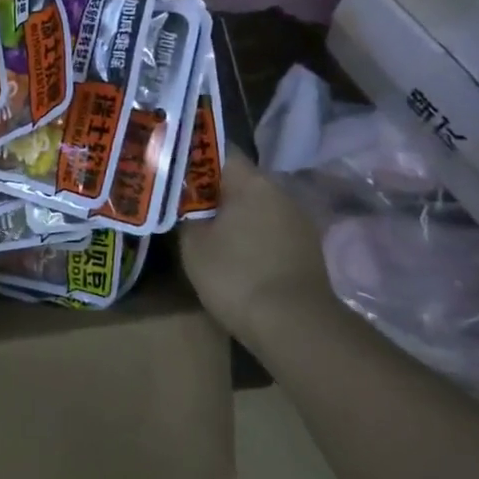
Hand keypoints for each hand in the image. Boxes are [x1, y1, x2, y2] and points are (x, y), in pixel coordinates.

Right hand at [180, 146, 330, 331]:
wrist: (295, 328)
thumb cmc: (236, 276)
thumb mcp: (193, 243)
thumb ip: (185, 213)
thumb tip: (184, 202)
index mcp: (251, 181)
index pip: (219, 151)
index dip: (193, 157)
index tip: (171, 169)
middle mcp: (280, 191)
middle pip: (239, 179)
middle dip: (212, 188)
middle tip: (183, 203)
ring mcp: (298, 221)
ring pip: (257, 205)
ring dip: (234, 214)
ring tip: (207, 230)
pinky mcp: (307, 249)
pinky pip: (270, 229)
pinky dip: (252, 235)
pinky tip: (235, 254)